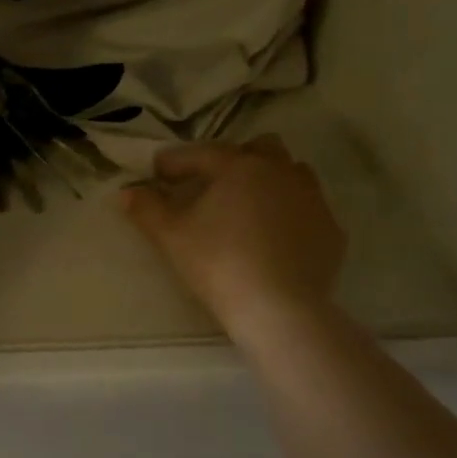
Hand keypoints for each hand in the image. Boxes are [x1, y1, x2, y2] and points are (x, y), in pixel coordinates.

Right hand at [120, 138, 344, 335]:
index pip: (201, 153)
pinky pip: (307, 210)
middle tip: (210, 185)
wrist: (280, 308)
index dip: (175, 162)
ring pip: (290, 175)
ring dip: (267, 183)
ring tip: (245, 209)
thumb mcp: (171, 236)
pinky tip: (273, 239)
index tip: (158, 172)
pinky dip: (288, 215)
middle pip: (259, 149)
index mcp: (240, 167)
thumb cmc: (219, 263)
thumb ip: (146, 209)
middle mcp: (281, 172)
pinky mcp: (331, 230)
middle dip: (234, 160)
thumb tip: (125, 192)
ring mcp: (313, 200)